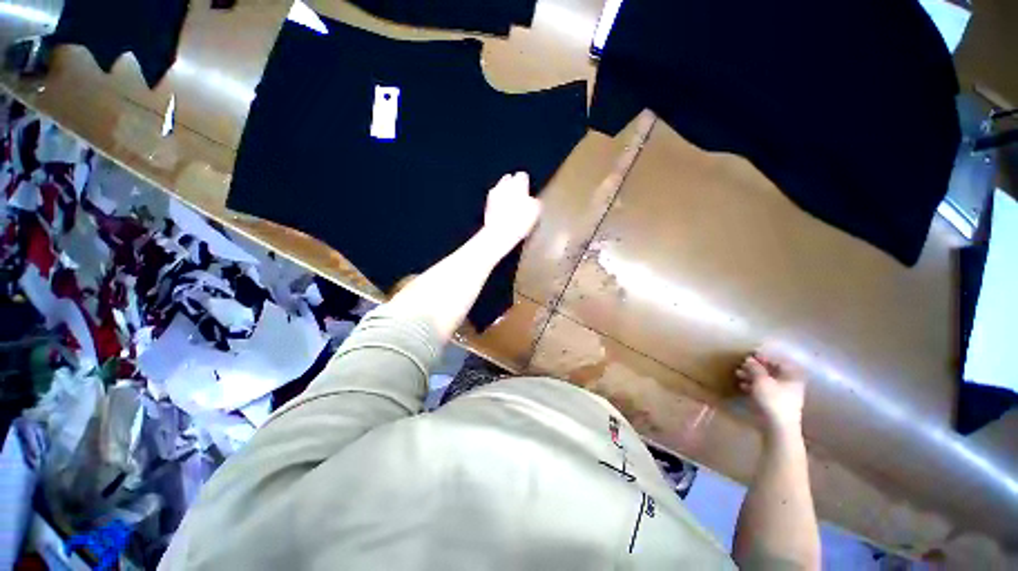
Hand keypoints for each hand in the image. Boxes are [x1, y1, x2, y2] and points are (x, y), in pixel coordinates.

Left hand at [482, 172, 540, 250]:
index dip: (526, 183)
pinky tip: (504, 213)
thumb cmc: (520, 220)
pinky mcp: (487, 205)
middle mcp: (504, 184)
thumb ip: (535, 201)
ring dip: (505, 194)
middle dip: (514, 186)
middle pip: (509, 179)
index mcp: (517, 183)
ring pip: (501, 189)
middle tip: (520, 197)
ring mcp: (493, 194)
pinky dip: (499, 203)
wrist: (499, 233)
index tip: (529, 190)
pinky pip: (495, 200)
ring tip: (511, 205)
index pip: (522, 175)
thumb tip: (534, 201)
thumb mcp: (536, 211)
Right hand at [736, 352, 806, 433]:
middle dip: (755, 368)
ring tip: (738, 374)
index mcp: (792, 376)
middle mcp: (790, 383)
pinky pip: (764, 390)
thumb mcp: (761, 380)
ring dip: (752, 377)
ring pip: (766, 381)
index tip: (750, 355)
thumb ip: (755, 368)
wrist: (777, 426)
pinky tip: (742, 386)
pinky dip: (753, 386)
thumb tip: (749, 359)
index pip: (778, 361)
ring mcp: (783, 394)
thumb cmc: (773, 399)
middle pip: (771, 371)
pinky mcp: (775, 403)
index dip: (764, 357)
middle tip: (741, 365)